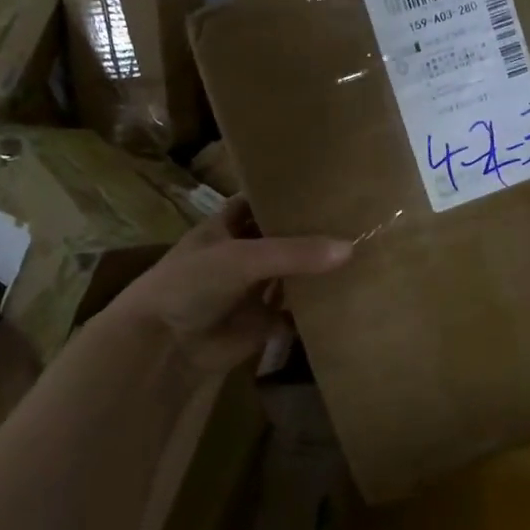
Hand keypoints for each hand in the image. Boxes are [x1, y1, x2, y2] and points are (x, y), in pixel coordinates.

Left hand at [100, 196, 350, 383]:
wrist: (162, 346)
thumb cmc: (192, 284)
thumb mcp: (242, 258)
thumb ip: (294, 252)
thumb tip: (351, 248)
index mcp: (229, 225)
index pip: (263, 200)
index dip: (289, 193)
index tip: (330, 183)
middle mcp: (244, 252)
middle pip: (284, 238)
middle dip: (314, 231)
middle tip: (361, 218)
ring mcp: (254, 288)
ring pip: (294, 275)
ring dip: (319, 269)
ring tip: (367, 251)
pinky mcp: (264, 322)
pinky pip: (297, 312)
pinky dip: (317, 308)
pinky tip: (351, 296)